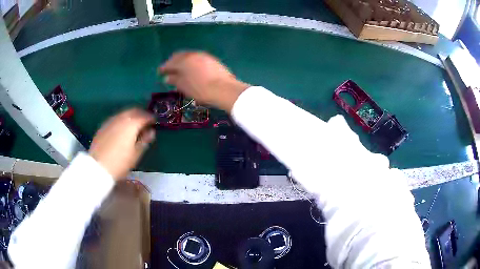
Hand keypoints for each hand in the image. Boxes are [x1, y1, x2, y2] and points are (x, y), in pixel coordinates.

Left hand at [89, 109, 154, 179]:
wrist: (98, 167)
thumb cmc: (120, 162)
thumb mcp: (136, 154)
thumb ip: (145, 140)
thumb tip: (151, 131)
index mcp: (131, 124)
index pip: (145, 116)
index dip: (151, 118)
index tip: (155, 122)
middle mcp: (121, 118)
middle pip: (134, 111)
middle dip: (141, 114)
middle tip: (146, 122)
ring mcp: (111, 121)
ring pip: (124, 113)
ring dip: (131, 116)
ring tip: (134, 126)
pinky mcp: (103, 126)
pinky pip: (115, 119)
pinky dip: (122, 120)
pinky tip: (122, 129)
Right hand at [159, 52, 250, 112]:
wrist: (224, 89)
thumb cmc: (200, 89)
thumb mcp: (184, 87)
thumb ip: (174, 80)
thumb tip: (167, 77)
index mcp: (183, 61)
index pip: (170, 63)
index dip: (164, 68)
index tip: (160, 72)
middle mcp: (193, 55)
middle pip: (179, 56)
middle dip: (173, 62)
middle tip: (169, 70)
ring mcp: (204, 56)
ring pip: (189, 56)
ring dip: (183, 62)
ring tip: (181, 70)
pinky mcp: (212, 60)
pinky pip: (198, 59)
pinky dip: (192, 63)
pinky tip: (193, 70)